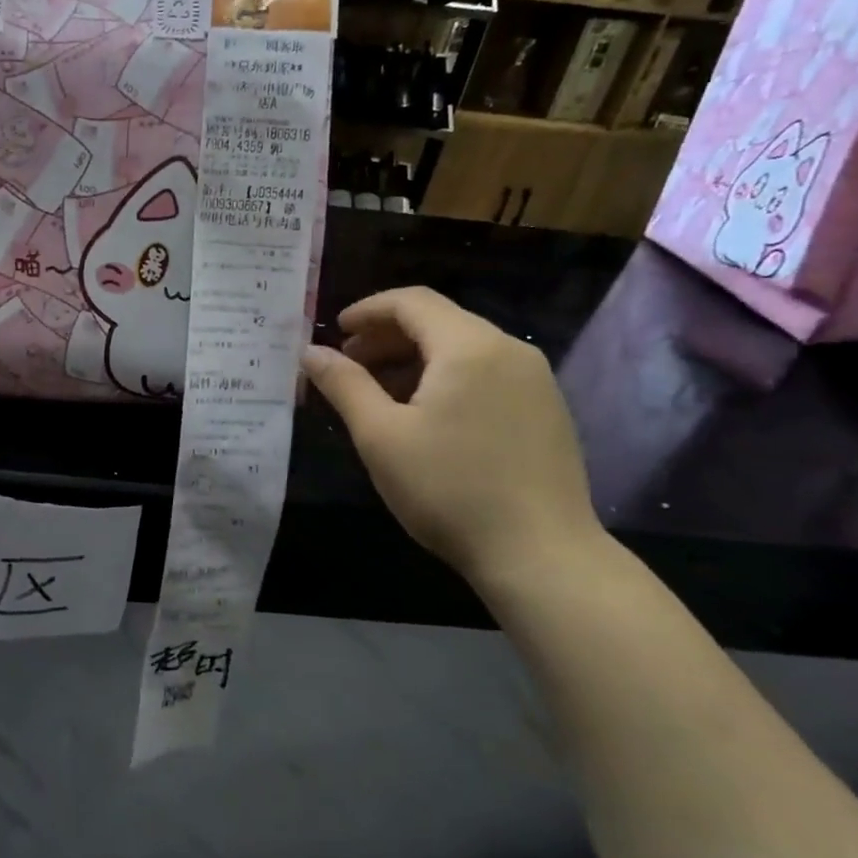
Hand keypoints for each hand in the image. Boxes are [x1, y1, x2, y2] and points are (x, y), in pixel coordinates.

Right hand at [301, 287, 600, 583]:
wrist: (541, 555)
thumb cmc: (449, 489)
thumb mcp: (380, 435)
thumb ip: (344, 385)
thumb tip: (311, 352)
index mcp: (469, 346)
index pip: (412, 302)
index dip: (367, 310)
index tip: (335, 332)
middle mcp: (509, 350)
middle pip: (439, 321)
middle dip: (387, 336)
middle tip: (349, 364)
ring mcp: (535, 380)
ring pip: (463, 348)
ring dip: (415, 358)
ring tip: (380, 392)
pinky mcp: (546, 410)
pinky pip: (487, 373)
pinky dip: (446, 377)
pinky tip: (426, 415)